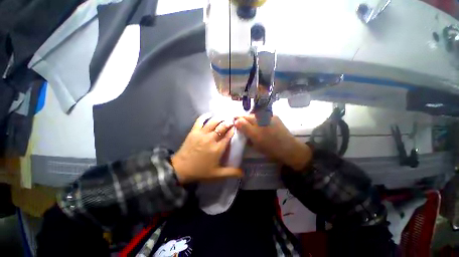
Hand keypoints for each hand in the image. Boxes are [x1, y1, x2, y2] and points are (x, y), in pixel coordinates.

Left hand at [172, 114, 242, 183]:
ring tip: (223, 117)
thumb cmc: (200, 171)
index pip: (228, 135)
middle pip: (222, 126)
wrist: (181, 169)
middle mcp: (211, 138)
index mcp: (218, 148)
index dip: (233, 130)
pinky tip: (209, 115)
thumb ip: (231, 172)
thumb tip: (244, 173)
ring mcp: (201, 134)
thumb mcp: (217, 174)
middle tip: (232, 121)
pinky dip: (205, 116)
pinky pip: (200, 121)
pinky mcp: (194, 132)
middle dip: (228, 122)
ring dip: (219, 118)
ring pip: (213, 122)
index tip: (236, 127)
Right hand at [234, 115, 311, 170]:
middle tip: (241, 125)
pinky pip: (263, 116)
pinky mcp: (275, 116)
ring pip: (255, 116)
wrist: (289, 148)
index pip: (242, 119)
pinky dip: (259, 119)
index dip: (236, 119)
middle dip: (243, 119)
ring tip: (251, 126)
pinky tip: (261, 125)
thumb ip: (245, 130)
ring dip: (251, 119)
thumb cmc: (270, 148)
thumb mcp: (255, 141)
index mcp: (256, 125)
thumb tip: (236, 121)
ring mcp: (269, 116)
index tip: (233, 121)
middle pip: (248, 116)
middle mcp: (262, 118)